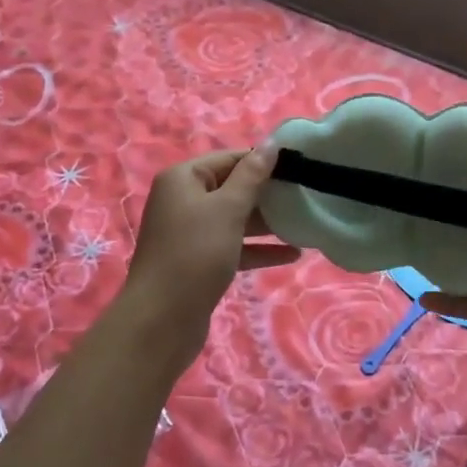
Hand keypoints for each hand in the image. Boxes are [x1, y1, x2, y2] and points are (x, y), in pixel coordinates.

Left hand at [122, 146, 299, 365]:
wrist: (161, 322)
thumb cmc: (195, 254)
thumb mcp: (227, 210)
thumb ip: (251, 176)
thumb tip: (270, 144)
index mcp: (183, 179)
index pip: (229, 158)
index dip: (262, 161)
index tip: (298, 167)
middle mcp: (183, 200)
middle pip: (232, 188)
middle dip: (267, 193)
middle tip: (305, 195)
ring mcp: (189, 233)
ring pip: (234, 219)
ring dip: (266, 222)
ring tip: (304, 223)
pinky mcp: (199, 261)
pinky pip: (233, 245)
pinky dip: (258, 248)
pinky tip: (292, 254)